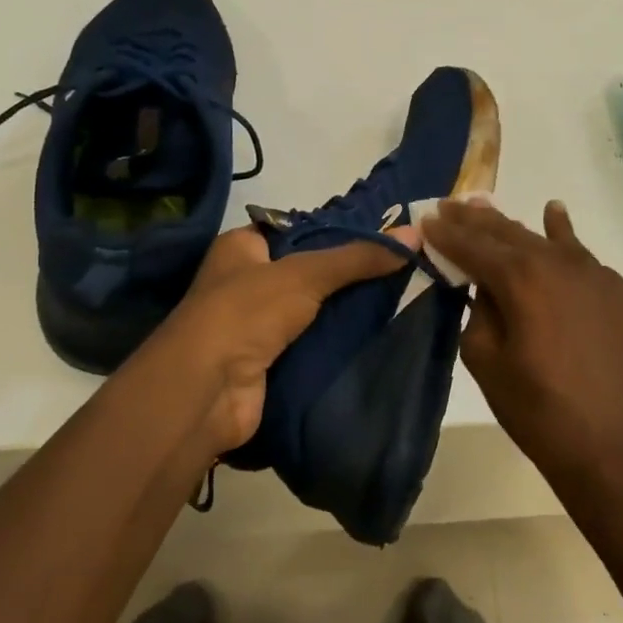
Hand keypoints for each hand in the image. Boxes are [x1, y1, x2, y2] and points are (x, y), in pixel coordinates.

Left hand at [134, 223, 420, 458]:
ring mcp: (255, 325)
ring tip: (400, 298)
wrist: (207, 391)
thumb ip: (358, 257)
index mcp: (242, 247)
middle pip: (308, 271)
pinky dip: (338, 342)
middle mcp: (245, 281)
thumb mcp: (305, 273)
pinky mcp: (269, 362)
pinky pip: (311, 344)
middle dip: (348, 274)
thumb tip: (415, 236)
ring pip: (312, 310)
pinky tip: (378, 335)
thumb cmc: (246, 312)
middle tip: (400, 269)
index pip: (297, 230)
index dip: (336, 232)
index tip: (382, 237)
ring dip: (346, 311)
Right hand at [422, 200, 622, 496]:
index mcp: (521, 279)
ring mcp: (595, 274)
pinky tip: (554, 216)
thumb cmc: (542, 413)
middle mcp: (559, 263)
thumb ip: (479, 315)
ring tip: (488, 206)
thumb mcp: (488, 365)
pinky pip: (580, 254)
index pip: (474, 246)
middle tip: (451, 205)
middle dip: (476, 220)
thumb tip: (486, 290)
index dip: (447, 233)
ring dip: (514, 225)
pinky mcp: (617, 292)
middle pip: (509, 233)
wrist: (620, 450)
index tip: (426, 218)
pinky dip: (561, 234)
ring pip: (545, 239)